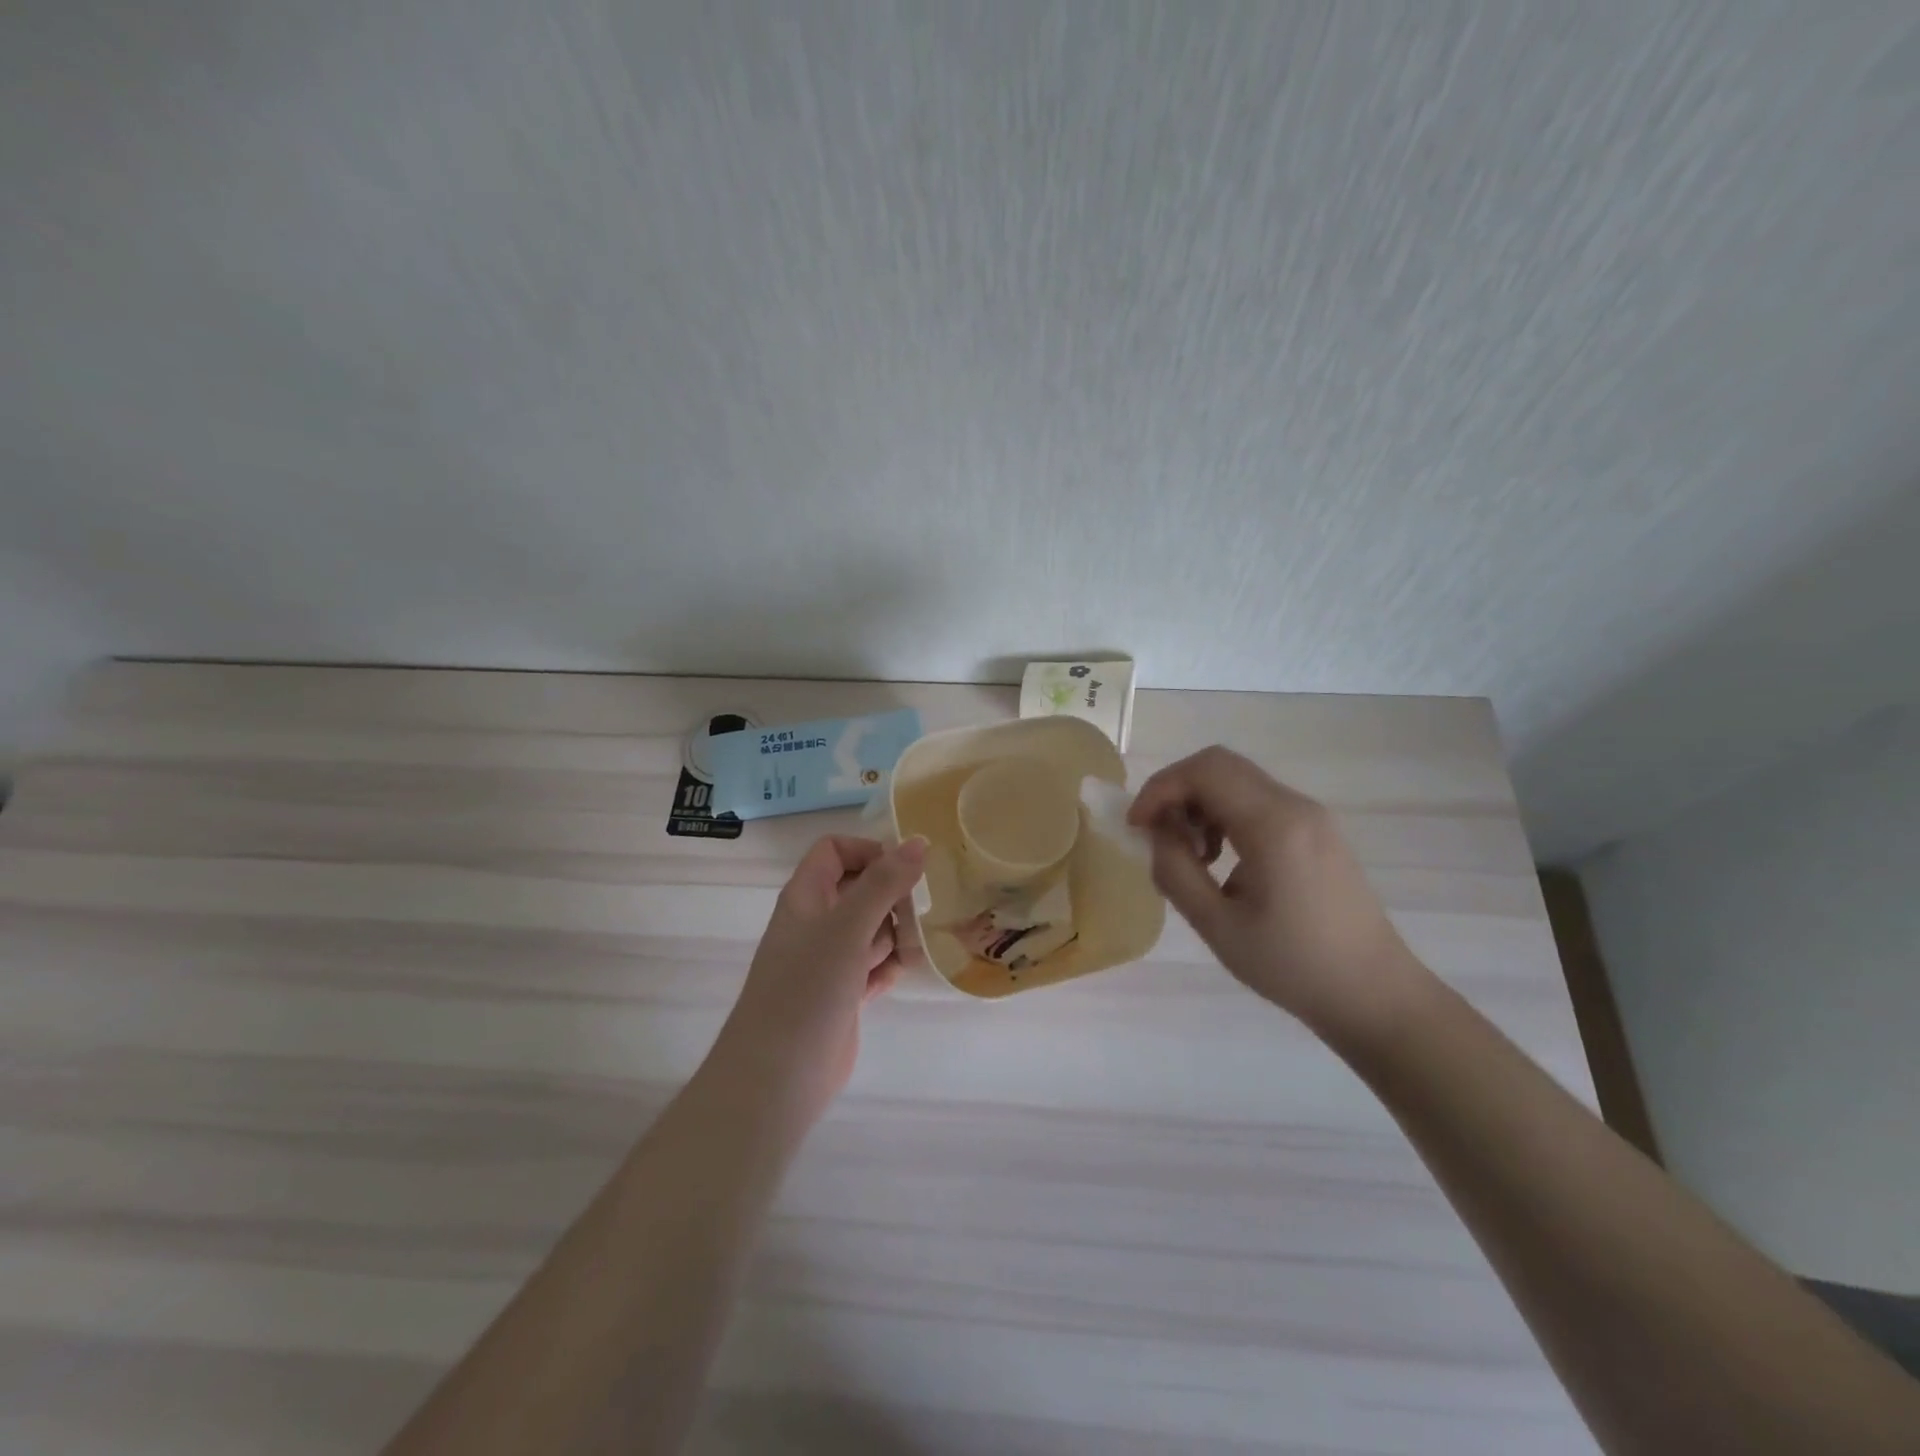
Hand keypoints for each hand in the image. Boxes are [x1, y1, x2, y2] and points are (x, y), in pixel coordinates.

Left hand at [713, 834, 926, 1123]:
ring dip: (895, 935)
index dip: (869, 852)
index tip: (905, 871)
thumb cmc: (808, 988)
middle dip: (892, 898)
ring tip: (910, 951)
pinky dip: (887, 967)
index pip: (836, 851)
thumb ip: (884, 883)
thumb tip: (918, 841)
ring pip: (872, 928)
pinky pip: (873, 965)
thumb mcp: (848, 927)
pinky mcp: (842, 992)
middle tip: (918, 914)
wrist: (778, 1077)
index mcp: (806, 896)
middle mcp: (816, 921)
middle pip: (861, 888)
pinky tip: (895, 978)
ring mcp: (828, 959)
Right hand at [1127, 747, 1429, 1041]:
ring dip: (1201, 805)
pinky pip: (1259, 802)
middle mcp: (1296, 806)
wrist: (1375, 994)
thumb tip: (1156, 834)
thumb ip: (1175, 871)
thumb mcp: (1218, 926)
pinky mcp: (1318, 831)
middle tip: (1160, 837)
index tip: (1137, 826)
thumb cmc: (1293, 966)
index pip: (1204, 771)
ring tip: (1193, 857)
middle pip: (1220, 766)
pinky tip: (1223, 861)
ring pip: (1239, 781)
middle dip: (1177, 792)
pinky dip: (1226, 815)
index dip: (1159, 789)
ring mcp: (1312, 816)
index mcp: (1273, 825)